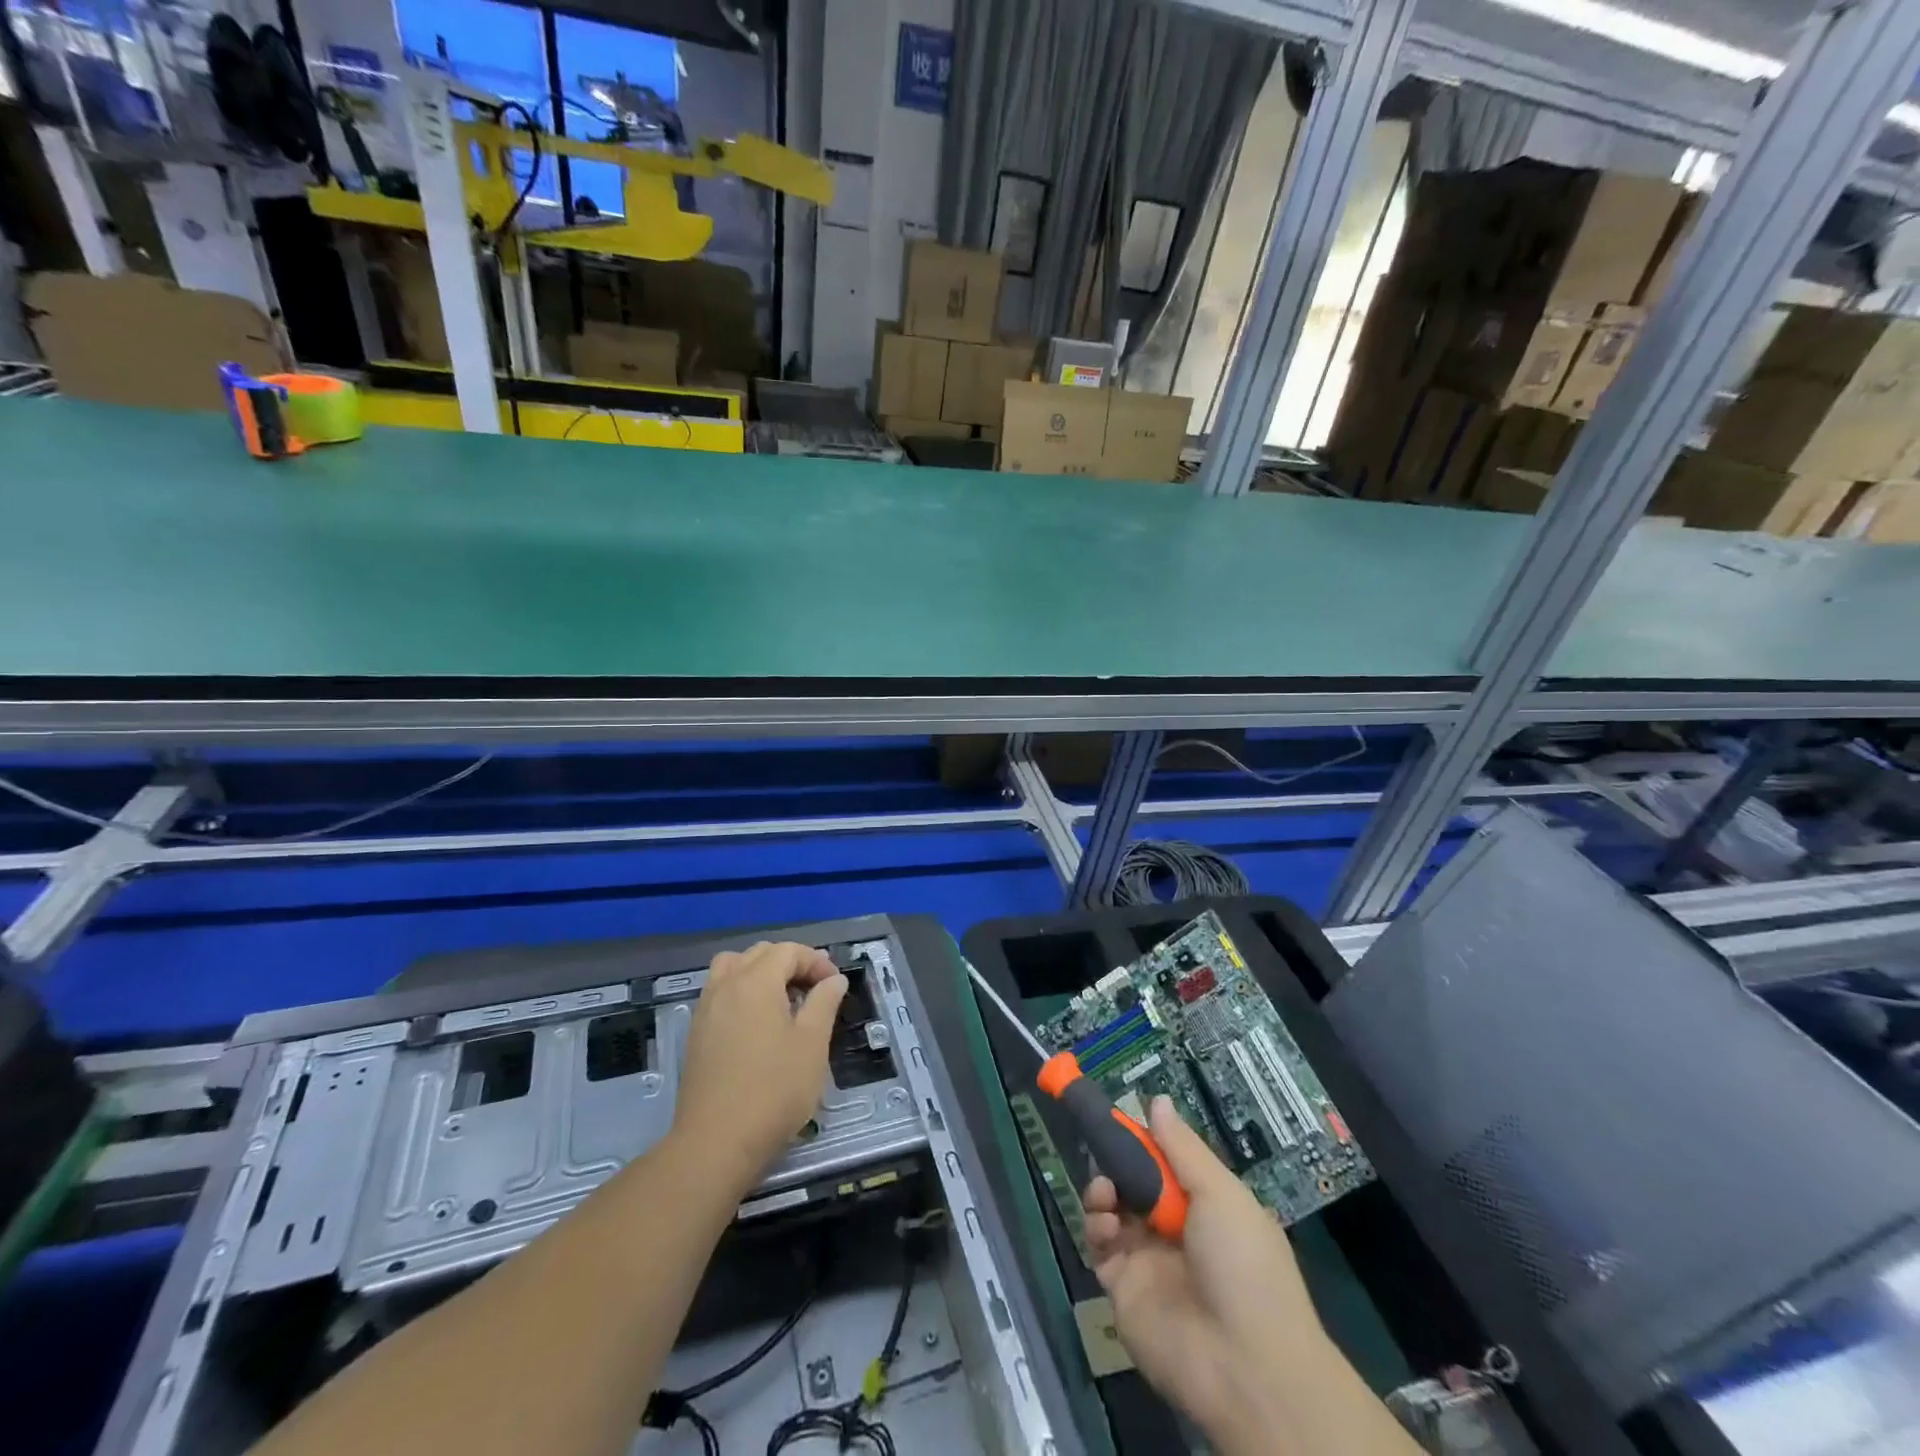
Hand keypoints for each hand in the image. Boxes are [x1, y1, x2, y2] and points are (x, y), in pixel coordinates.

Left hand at [673, 942, 847, 1185]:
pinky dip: (741, 990)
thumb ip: (824, 1003)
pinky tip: (757, 1022)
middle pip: (760, 953)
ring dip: (760, 972)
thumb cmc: (774, 1090)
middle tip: (814, 989)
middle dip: (790, 962)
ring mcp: (706, 1009)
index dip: (816, 961)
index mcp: (756, 982)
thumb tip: (833, 979)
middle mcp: (726, 985)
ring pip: (732, 967)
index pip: (788, 951)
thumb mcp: (812, 1044)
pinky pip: (719, 991)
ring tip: (782, 998)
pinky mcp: (696, 1033)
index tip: (834, 985)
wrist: (716, 1143)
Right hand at [1084, 1097, 1351, 1455]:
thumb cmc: (1244, 1266)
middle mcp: (1175, 1230)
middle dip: (1117, 1163)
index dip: (1142, 1141)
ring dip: (1102, 1191)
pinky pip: (1100, 1248)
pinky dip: (1096, 1227)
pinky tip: (1104, 1221)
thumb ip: (1182, 1148)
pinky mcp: (1124, 1290)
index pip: (1165, 1163)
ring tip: (1105, 1192)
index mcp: (1206, 1207)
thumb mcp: (1222, 1194)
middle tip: (1106, 1150)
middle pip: (1134, 1183)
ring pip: (1112, 1211)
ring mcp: (1148, 1261)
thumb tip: (1157, 1100)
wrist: (1247, 1367)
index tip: (1117, 1118)